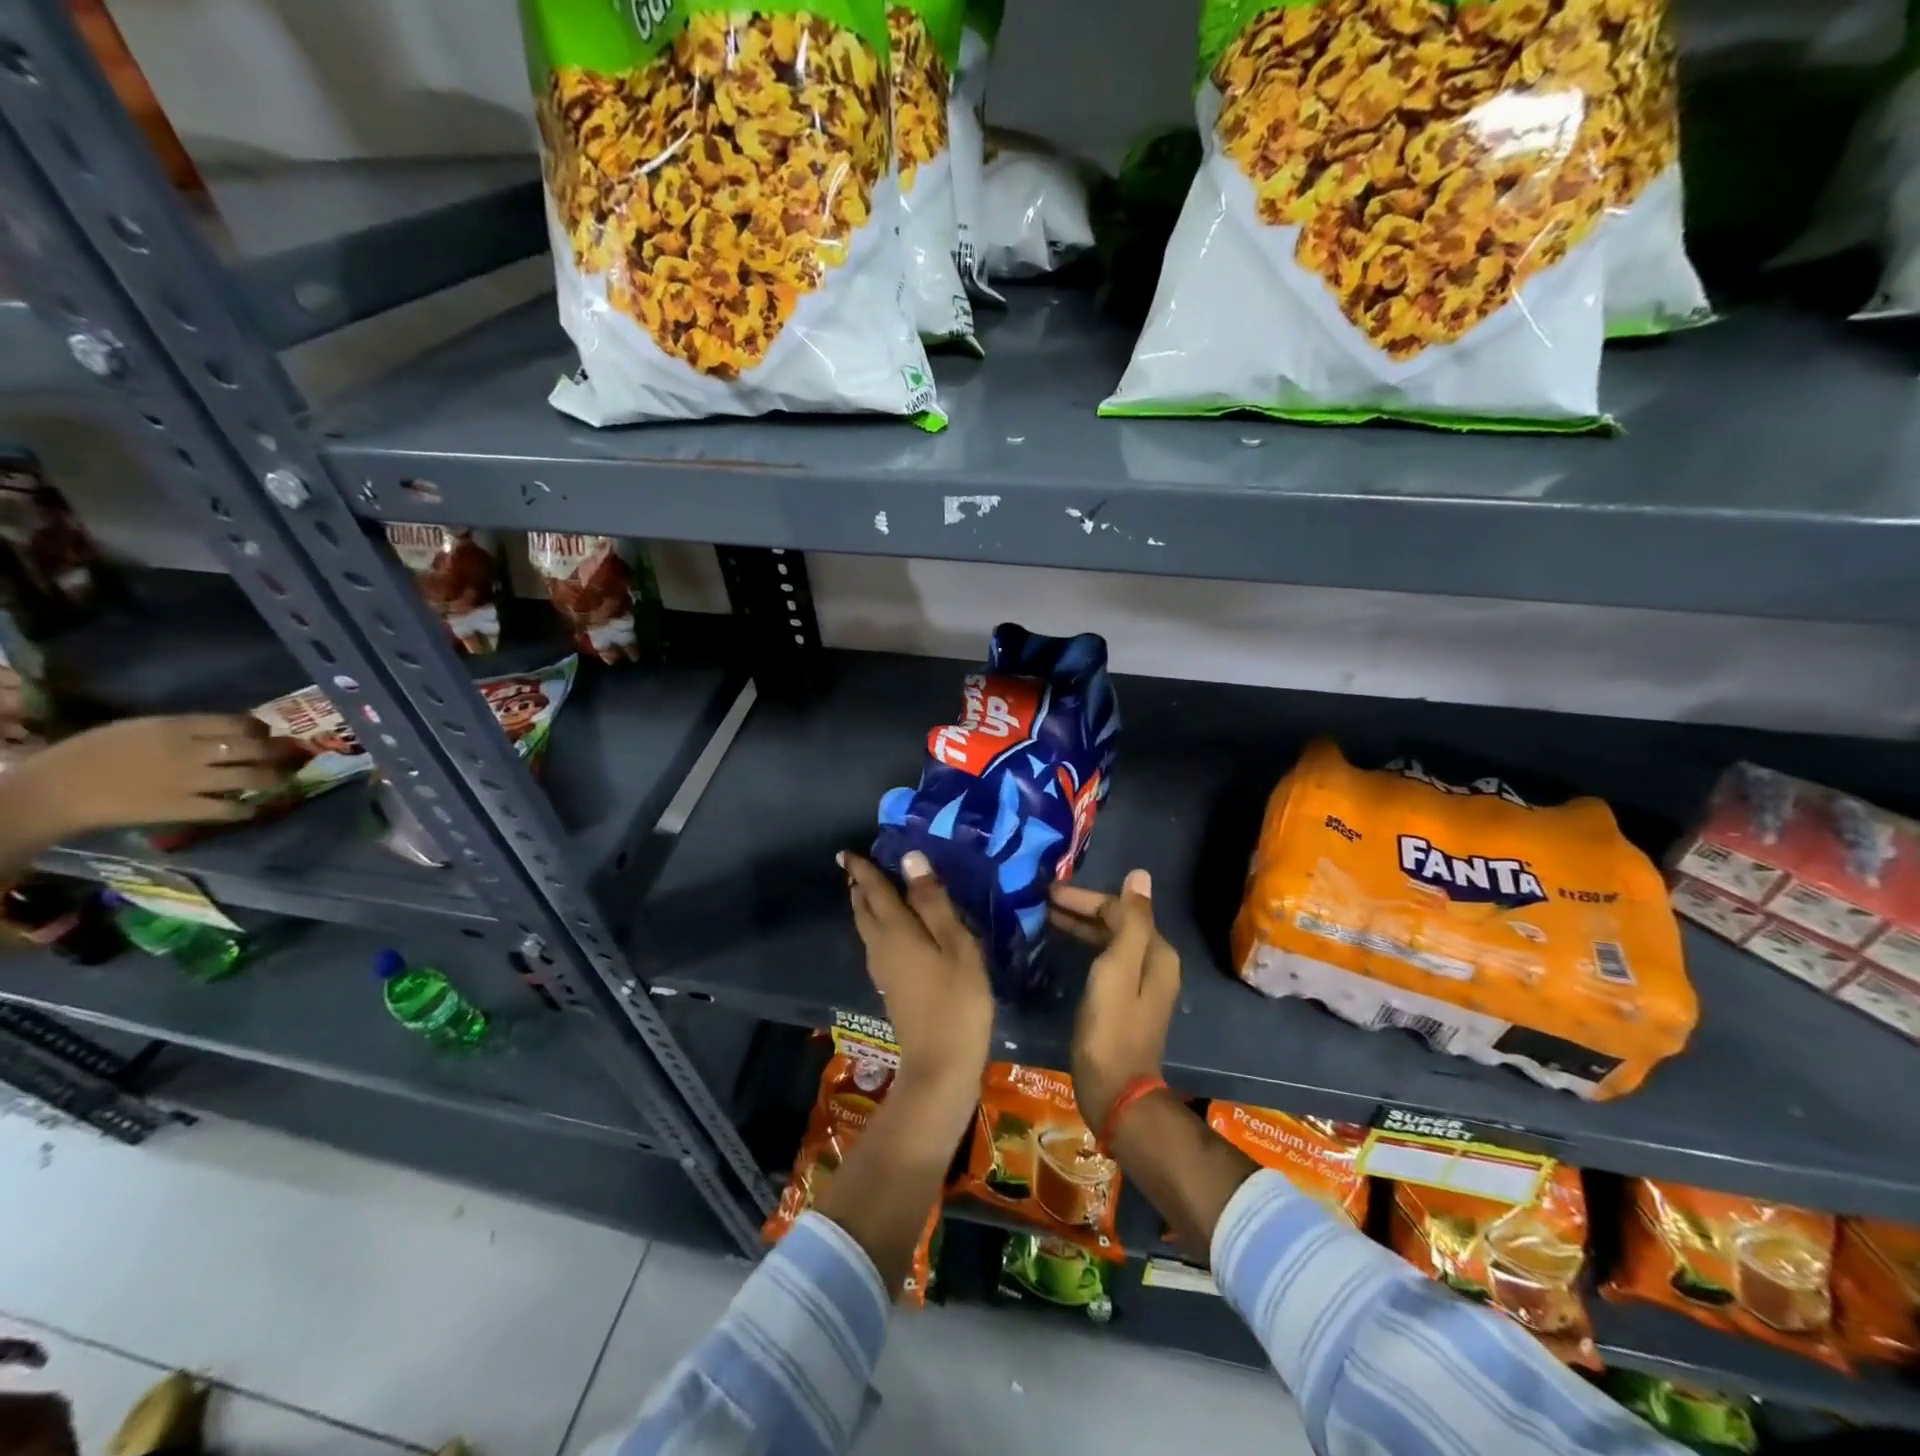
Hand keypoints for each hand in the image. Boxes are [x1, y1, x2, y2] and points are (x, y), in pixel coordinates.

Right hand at [8, 714, 301, 841]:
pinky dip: (246, 809)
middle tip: (288, 755)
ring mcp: (192, 780)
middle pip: (254, 747)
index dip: (260, 728)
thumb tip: (224, 730)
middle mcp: (192, 751)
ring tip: (281, 779)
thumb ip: (181, 729)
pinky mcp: (184, 807)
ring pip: (252, 776)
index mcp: (176, 727)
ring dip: (273, 778)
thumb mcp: (138, 728)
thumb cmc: (90, 754)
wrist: (55, 790)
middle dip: (278, 751)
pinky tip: (251, 808)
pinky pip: (230, 807)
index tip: (268, 733)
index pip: (237, 722)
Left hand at [841, 850, 993, 1095]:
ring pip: (867, 928)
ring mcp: (882, 970)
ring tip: (874, 891)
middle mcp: (880, 946)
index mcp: (895, 930)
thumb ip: (932, 901)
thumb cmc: (956, 999)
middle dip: (860, 887)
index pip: (872, 890)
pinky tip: (895, 930)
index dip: (862, 869)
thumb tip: (910, 859)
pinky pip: (877, 943)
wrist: (941, 1064)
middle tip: (859, 868)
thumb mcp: (955, 944)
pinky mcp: (890, 987)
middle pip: (863, 909)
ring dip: (867, 906)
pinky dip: (879, 926)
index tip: (847, 852)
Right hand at [1051, 869, 1180, 1130]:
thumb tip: (1140, 875)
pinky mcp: (1124, 999)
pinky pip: (1104, 958)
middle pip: (1116, 921)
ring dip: (1079, 925)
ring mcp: (1140, 982)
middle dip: (1080, 908)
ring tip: (1044, 916)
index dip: (1084, 897)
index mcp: (1156, 952)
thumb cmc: (1111, 1028)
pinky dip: (1083, 945)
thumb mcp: (1118, 968)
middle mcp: (1154, 962)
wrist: (1115, 1091)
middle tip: (1041, 900)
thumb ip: (1130, 921)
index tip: (1048, 892)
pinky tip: (1061, 944)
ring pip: (1108, 939)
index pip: (1121, 908)